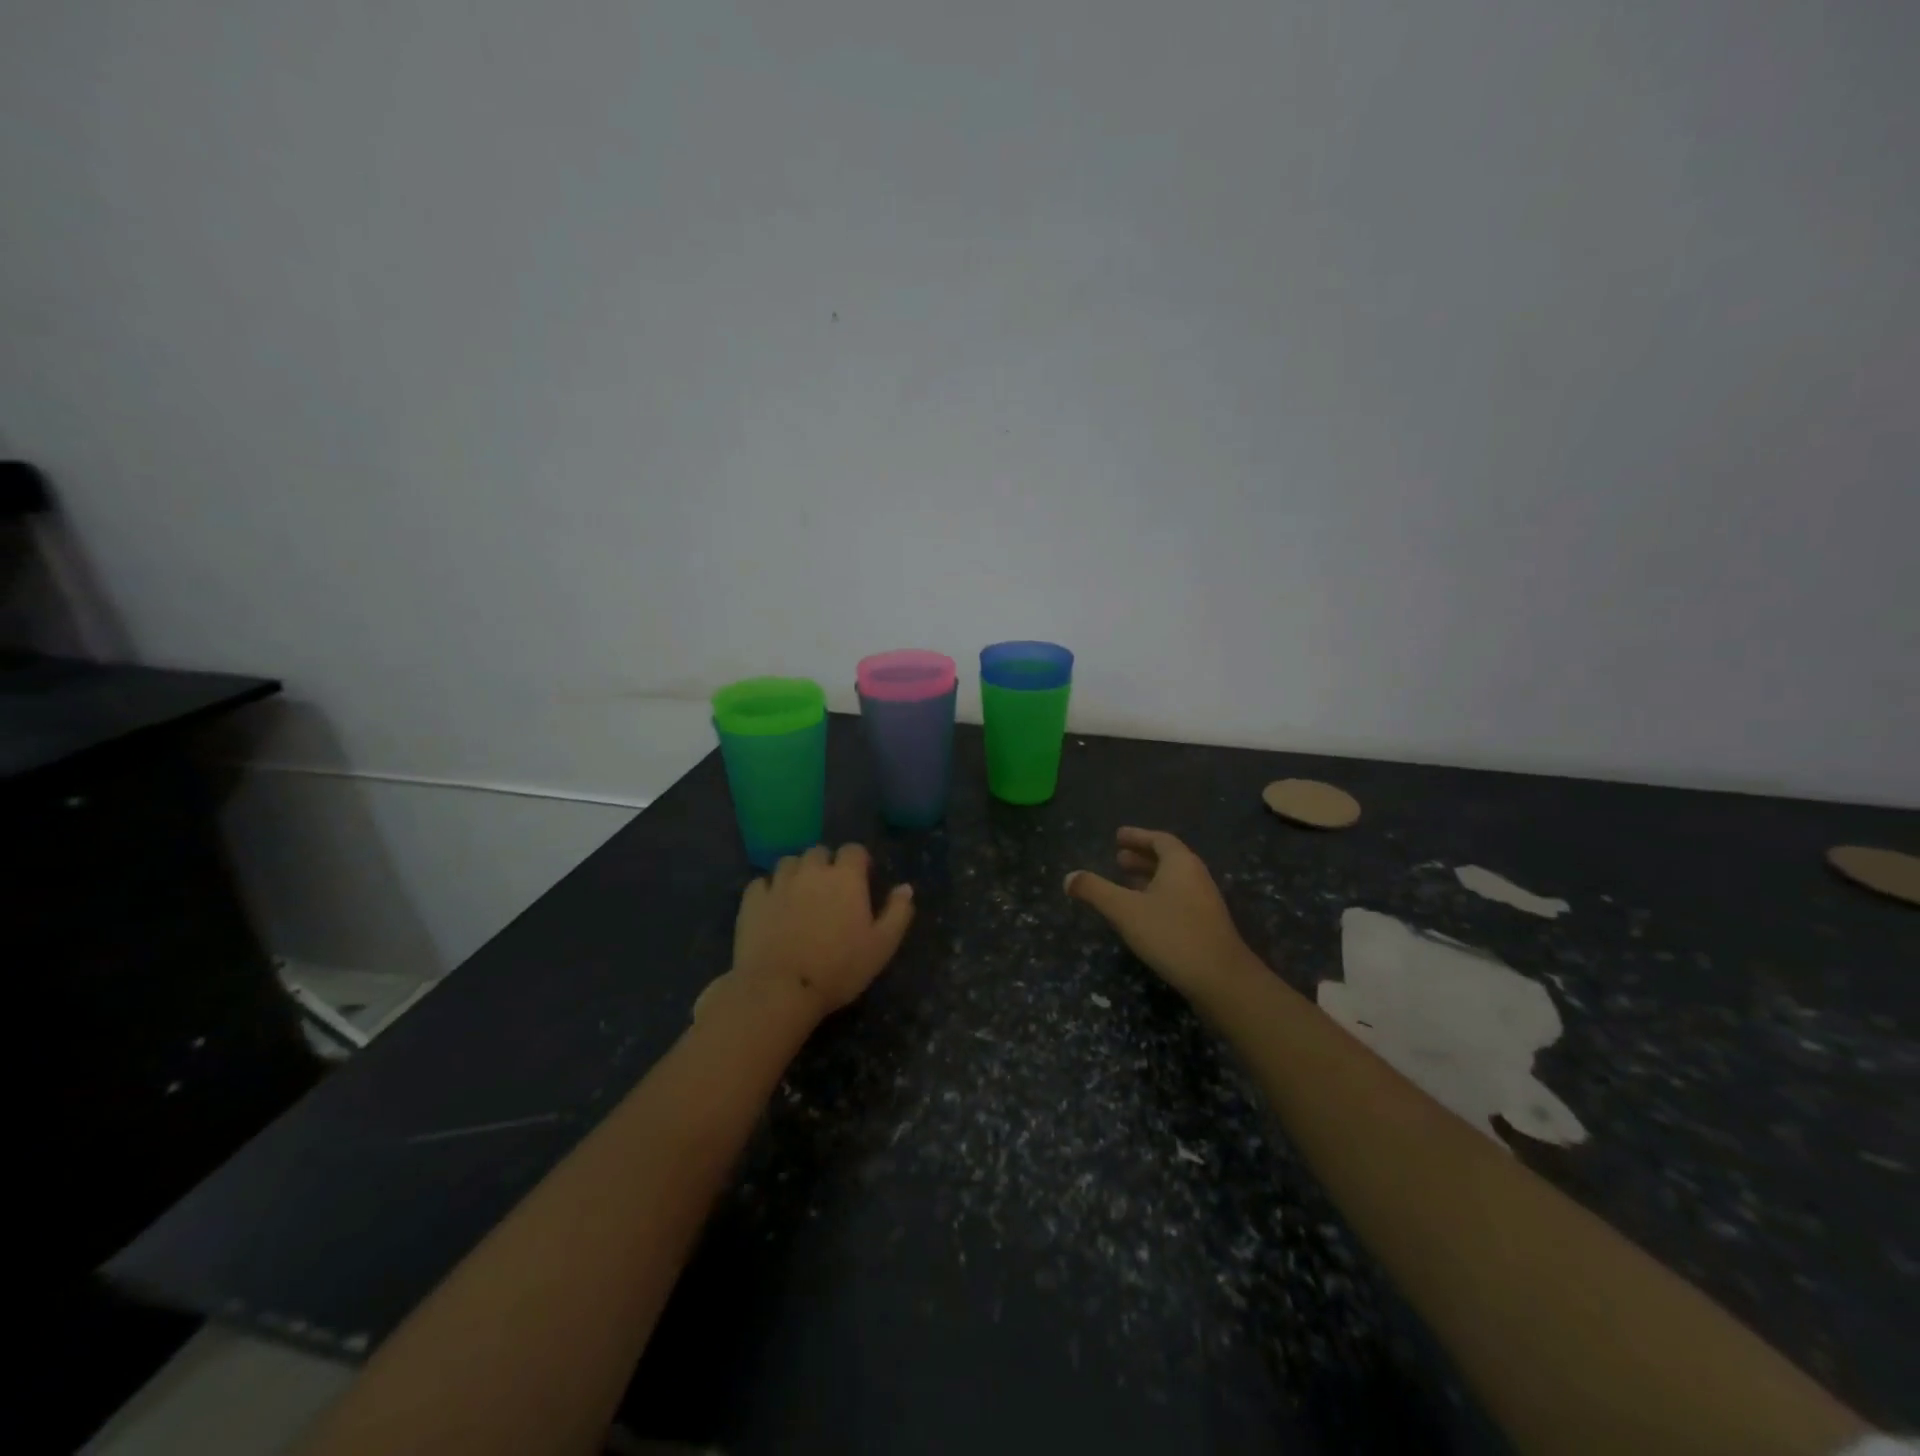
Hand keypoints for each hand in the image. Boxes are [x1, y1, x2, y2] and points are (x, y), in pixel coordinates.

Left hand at [728, 844, 913, 1019]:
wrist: (780, 989)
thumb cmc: (839, 968)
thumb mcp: (882, 946)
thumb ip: (897, 913)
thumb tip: (906, 888)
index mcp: (845, 877)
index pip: (854, 850)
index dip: (858, 861)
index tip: (861, 878)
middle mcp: (811, 871)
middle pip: (819, 852)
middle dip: (826, 864)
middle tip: (830, 890)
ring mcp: (778, 883)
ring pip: (789, 862)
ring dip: (797, 872)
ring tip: (800, 894)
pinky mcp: (752, 901)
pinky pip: (761, 883)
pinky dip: (769, 889)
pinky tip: (772, 906)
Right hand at [1065, 827, 1259, 1000]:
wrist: (1221, 980)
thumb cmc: (1171, 934)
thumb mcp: (1125, 910)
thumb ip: (1095, 891)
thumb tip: (1068, 877)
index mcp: (1180, 864)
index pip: (1159, 839)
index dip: (1137, 836)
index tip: (1118, 837)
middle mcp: (1196, 877)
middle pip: (1168, 859)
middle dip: (1141, 857)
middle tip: (1117, 859)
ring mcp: (1204, 902)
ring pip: (1173, 881)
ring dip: (1149, 878)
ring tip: (1125, 884)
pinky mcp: (1206, 926)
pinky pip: (1178, 899)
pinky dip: (1157, 897)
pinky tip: (1143, 915)